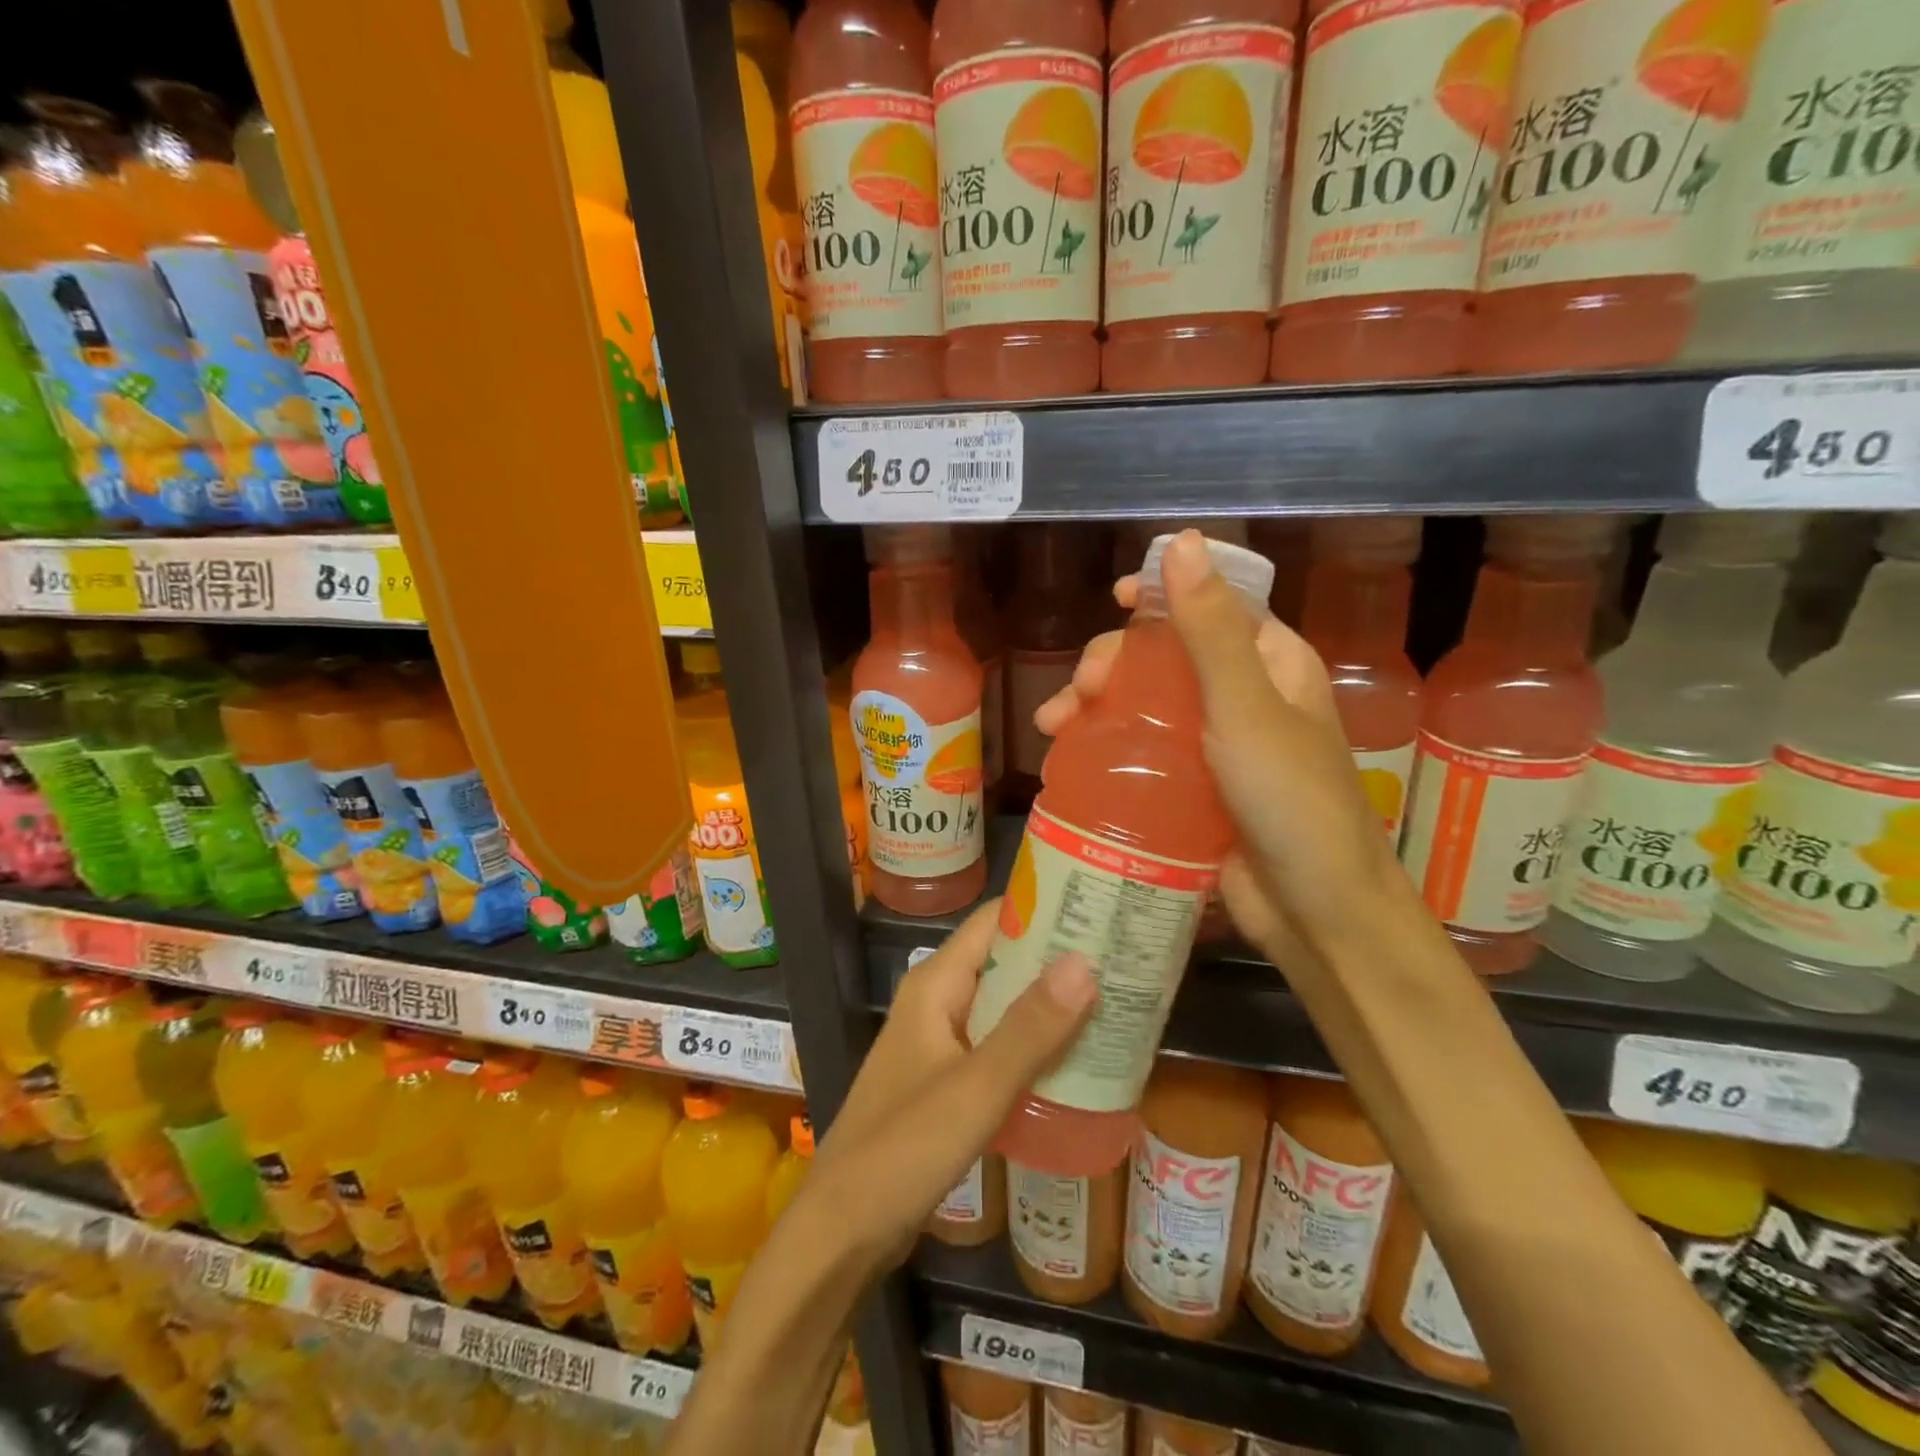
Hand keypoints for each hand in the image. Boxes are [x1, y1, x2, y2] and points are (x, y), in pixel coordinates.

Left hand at [809, 902, 1095, 1271]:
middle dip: (1059, 959)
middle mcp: (938, 1001)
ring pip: (1004, 1007)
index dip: (1045, 909)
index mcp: (936, 984)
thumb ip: (1030, 1028)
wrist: (843, 1229)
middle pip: (1004, 961)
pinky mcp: (947, 1081)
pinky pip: (999, 1046)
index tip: (1102, 905)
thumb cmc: (903, 1148)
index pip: (994, 921)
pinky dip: (1035, 1045)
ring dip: (1051, 1004)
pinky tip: (1078, 1060)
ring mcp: (941, 1042)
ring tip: (1116, 1001)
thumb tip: (1085, 962)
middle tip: (1125, 957)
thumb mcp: (976, 1087)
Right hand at [1033, 529, 1398, 965]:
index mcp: (1271, 662)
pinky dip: (1106, 746)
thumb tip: (1183, 542)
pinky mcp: (1191, 787)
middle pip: (1166, 655)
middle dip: (1113, 662)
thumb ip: (1210, 630)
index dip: (1163, 592)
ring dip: (1096, 705)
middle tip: (1079, 691)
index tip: (1114, 599)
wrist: (1315, 914)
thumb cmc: (1291, 802)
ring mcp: (1215, 744)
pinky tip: (1070, 756)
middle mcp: (1244, 694)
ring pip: (1145, 702)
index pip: (1214, 603)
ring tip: (1054, 728)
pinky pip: (1142, 750)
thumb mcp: (1246, 709)